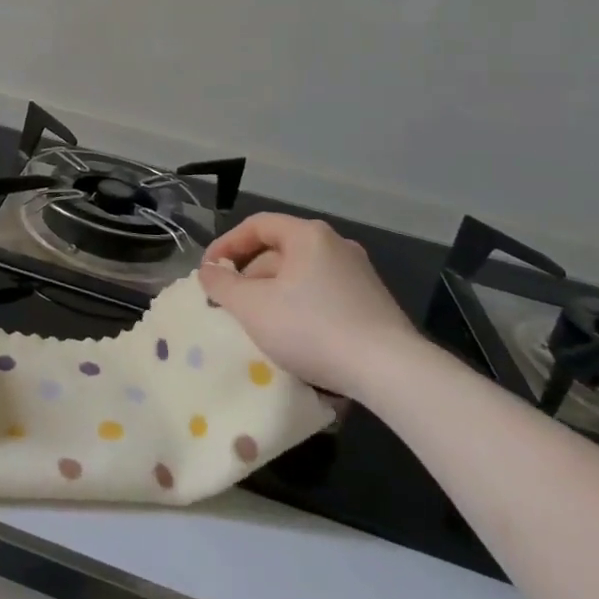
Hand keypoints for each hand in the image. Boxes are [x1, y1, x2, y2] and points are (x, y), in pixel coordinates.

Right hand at [198, 214, 422, 399]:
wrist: (391, 372)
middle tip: (230, 304)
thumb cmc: (312, 328)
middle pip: (278, 251)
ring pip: (300, 276)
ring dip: (272, 295)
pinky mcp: (373, 305)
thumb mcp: (252, 307)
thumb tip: (207, 271)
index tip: (208, 272)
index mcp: (308, 235)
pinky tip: (294, 338)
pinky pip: (323, 296)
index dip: (226, 245)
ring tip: (258, 325)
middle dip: (249, 276)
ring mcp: (360, 275)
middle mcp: (336, 246)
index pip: (256, 225)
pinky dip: (300, 308)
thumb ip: (221, 285)